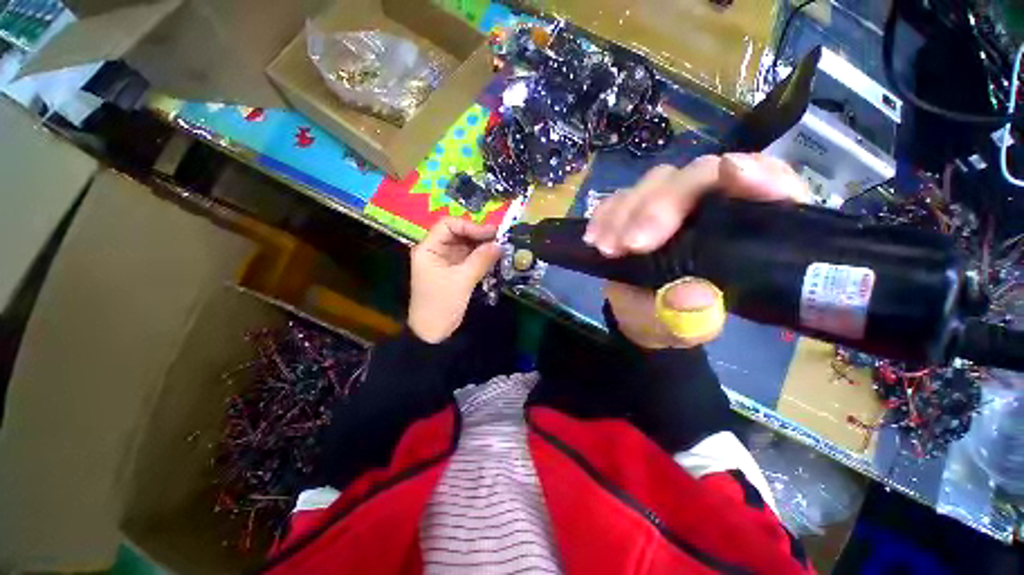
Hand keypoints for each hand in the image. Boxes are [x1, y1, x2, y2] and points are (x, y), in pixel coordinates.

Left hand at [408, 217, 502, 342]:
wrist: (433, 332)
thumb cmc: (442, 304)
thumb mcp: (462, 280)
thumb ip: (481, 260)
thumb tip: (500, 244)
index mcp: (429, 248)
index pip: (448, 225)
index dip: (469, 226)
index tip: (490, 234)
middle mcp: (436, 251)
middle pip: (458, 234)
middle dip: (479, 236)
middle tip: (501, 239)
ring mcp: (446, 261)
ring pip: (466, 246)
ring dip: (482, 246)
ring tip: (501, 248)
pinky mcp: (455, 271)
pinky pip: (469, 258)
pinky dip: (482, 257)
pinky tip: (495, 258)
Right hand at [586, 153, 809, 348]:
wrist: (640, 316)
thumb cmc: (676, 322)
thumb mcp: (688, 328)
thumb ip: (695, 317)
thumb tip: (694, 294)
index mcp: (749, 231)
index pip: (771, 186)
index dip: (760, 174)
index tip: (732, 174)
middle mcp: (713, 205)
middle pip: (698, 175)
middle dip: (661, 206)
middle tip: (632, 244)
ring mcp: (670, 203)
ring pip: (656, 182)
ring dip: (626, 212)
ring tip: (608, 249)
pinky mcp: (637, 208)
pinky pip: (620, 197)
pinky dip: (605, 214)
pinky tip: (594, 239)